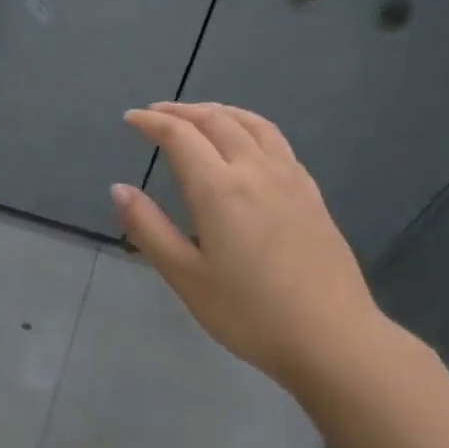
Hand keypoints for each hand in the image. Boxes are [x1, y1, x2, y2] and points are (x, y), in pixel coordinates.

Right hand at [112, 102, 387, 393]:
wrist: (330, 337)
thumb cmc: (247, 313)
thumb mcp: (185, 277)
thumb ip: (149, 229)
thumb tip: (119, 188)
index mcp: (219, 190)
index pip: (181, 137)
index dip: (152, 122)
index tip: (130, 118)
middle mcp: (256, 171)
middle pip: (217, 120)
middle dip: (182, 111)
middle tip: (156, 114)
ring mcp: (290, 179)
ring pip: (253, 124)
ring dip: (219, 111)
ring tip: (197, 116)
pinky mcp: (311, 194)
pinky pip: (277, 141)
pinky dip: (250, 127)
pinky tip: (246, 143)